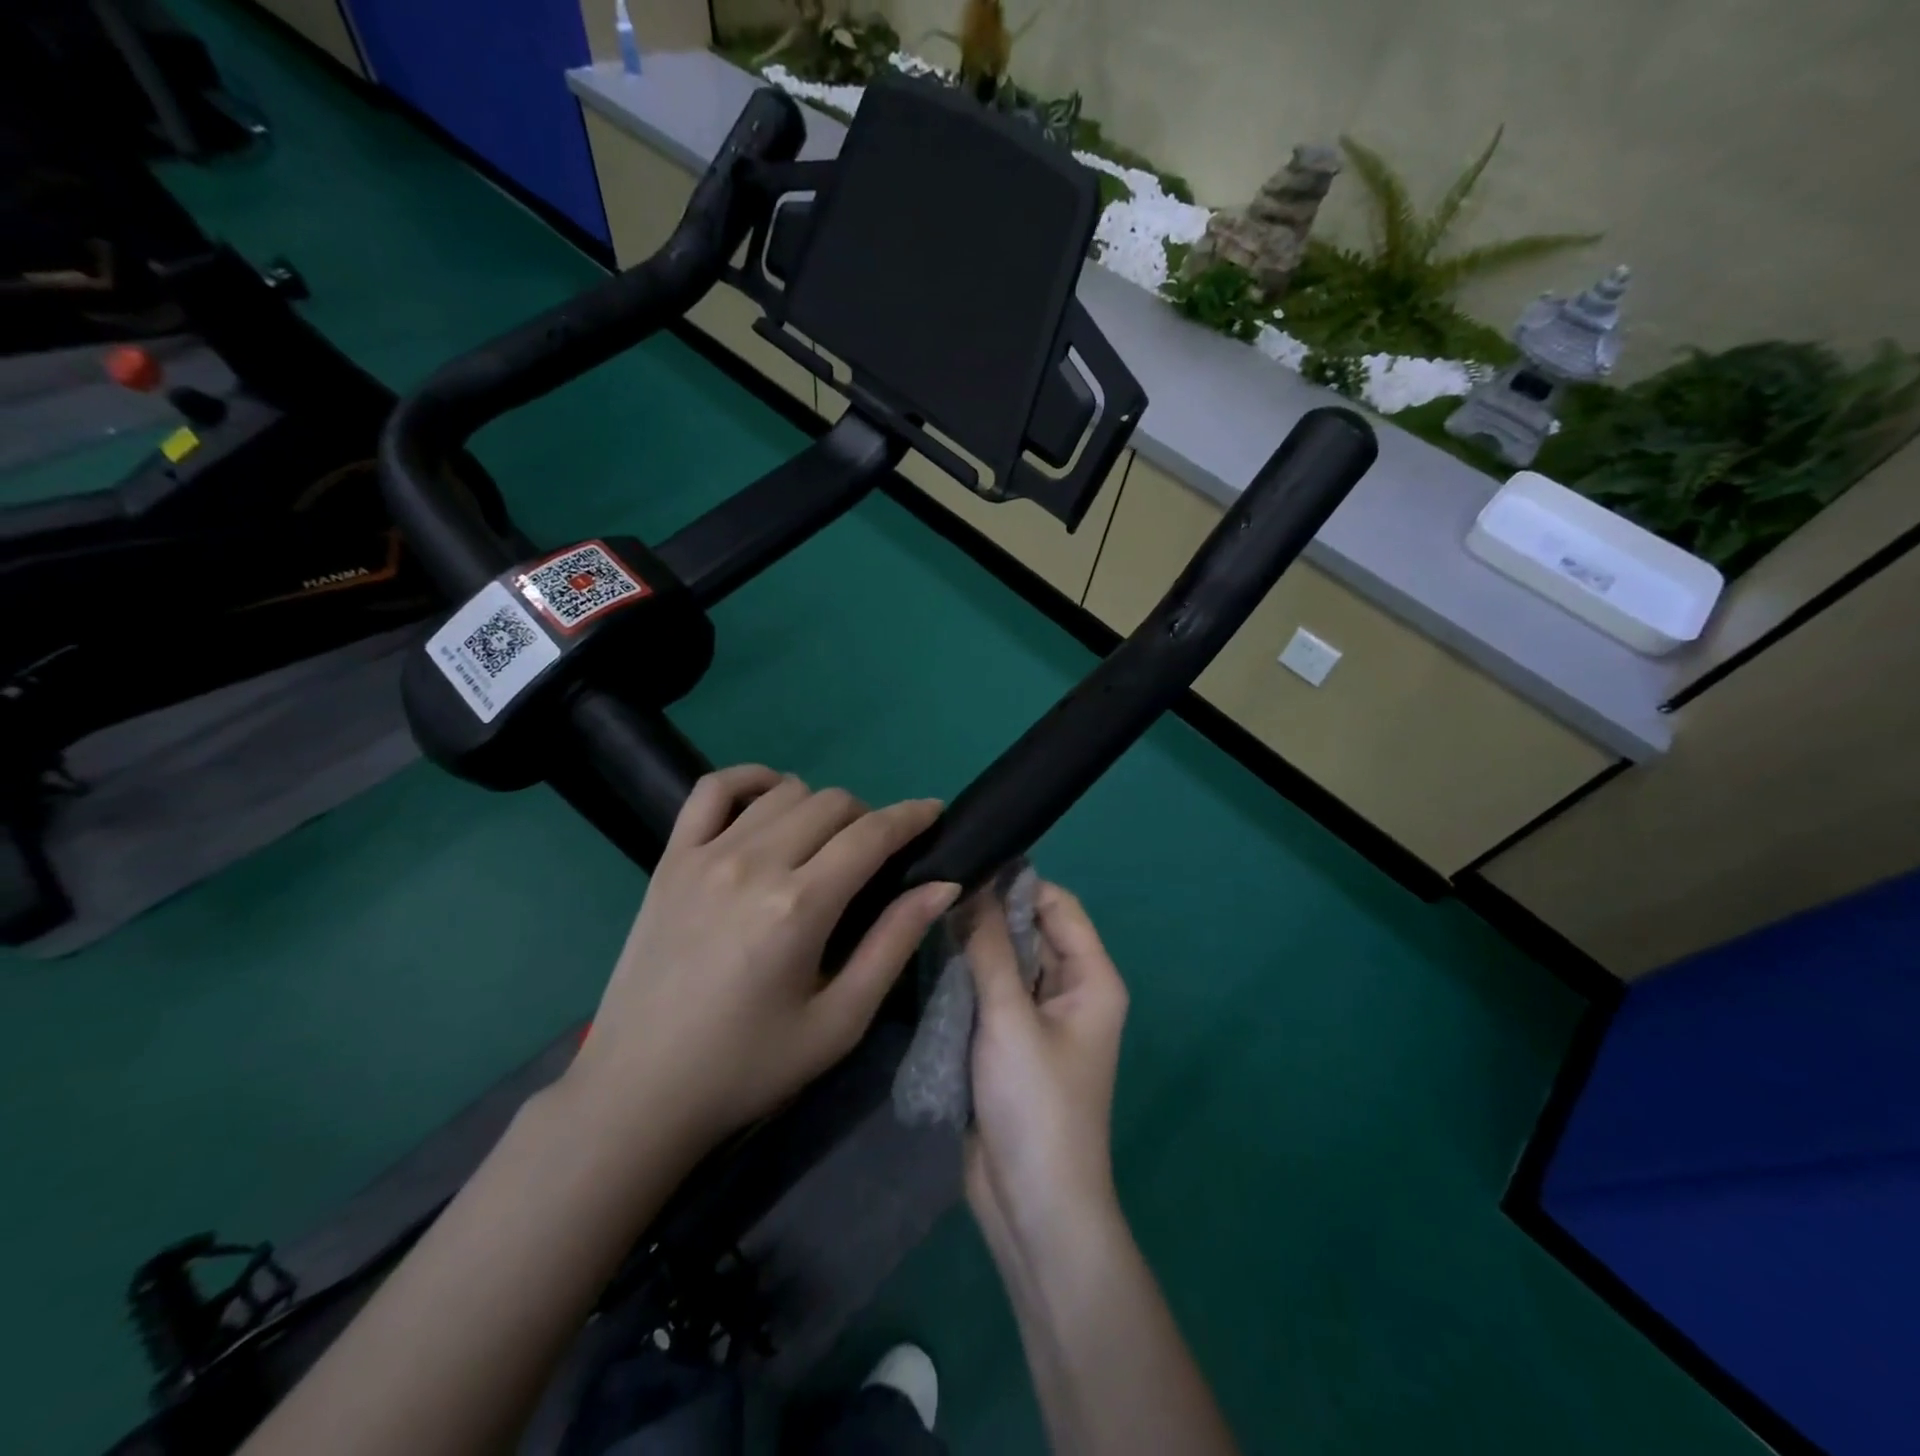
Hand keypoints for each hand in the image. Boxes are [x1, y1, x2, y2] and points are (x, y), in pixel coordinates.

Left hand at [564, 764, 959, 1153]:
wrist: (640, 1091)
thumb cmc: (749, 1066)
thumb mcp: (839, 1022)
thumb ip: (894, 944)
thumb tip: (942, 885)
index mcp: (799, 907)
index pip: (872, 834)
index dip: (912, 816)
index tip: (934, 812)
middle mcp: (754, 864)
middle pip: (832, 803)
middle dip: (869, 818)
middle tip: (874, 857)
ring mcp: (705, 855)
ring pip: (784, 791)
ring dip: (819, 806)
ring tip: (823, 843)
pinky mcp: (671, 859)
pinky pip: (713, 789)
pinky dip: (750, 780)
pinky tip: (769, 800)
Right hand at [963, 882, 1129, 1253]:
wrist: (1033, 1206)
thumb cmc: (1036, 1104)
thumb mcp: (1009, 1018)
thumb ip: (989, 950)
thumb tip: (971, 886)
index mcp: (1091, 978)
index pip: (1058, 905)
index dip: (1017, 882)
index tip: (966, 864)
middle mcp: (1069, 990)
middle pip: (1029, 931)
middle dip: (987, 912)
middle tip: (933, 888)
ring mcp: (1038, 1018)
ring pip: (1005, 962)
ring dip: (972, 946)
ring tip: (922, 914)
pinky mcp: (1009, 1042)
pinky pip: (990, 993)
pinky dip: (965, 978)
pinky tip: (926, 958)